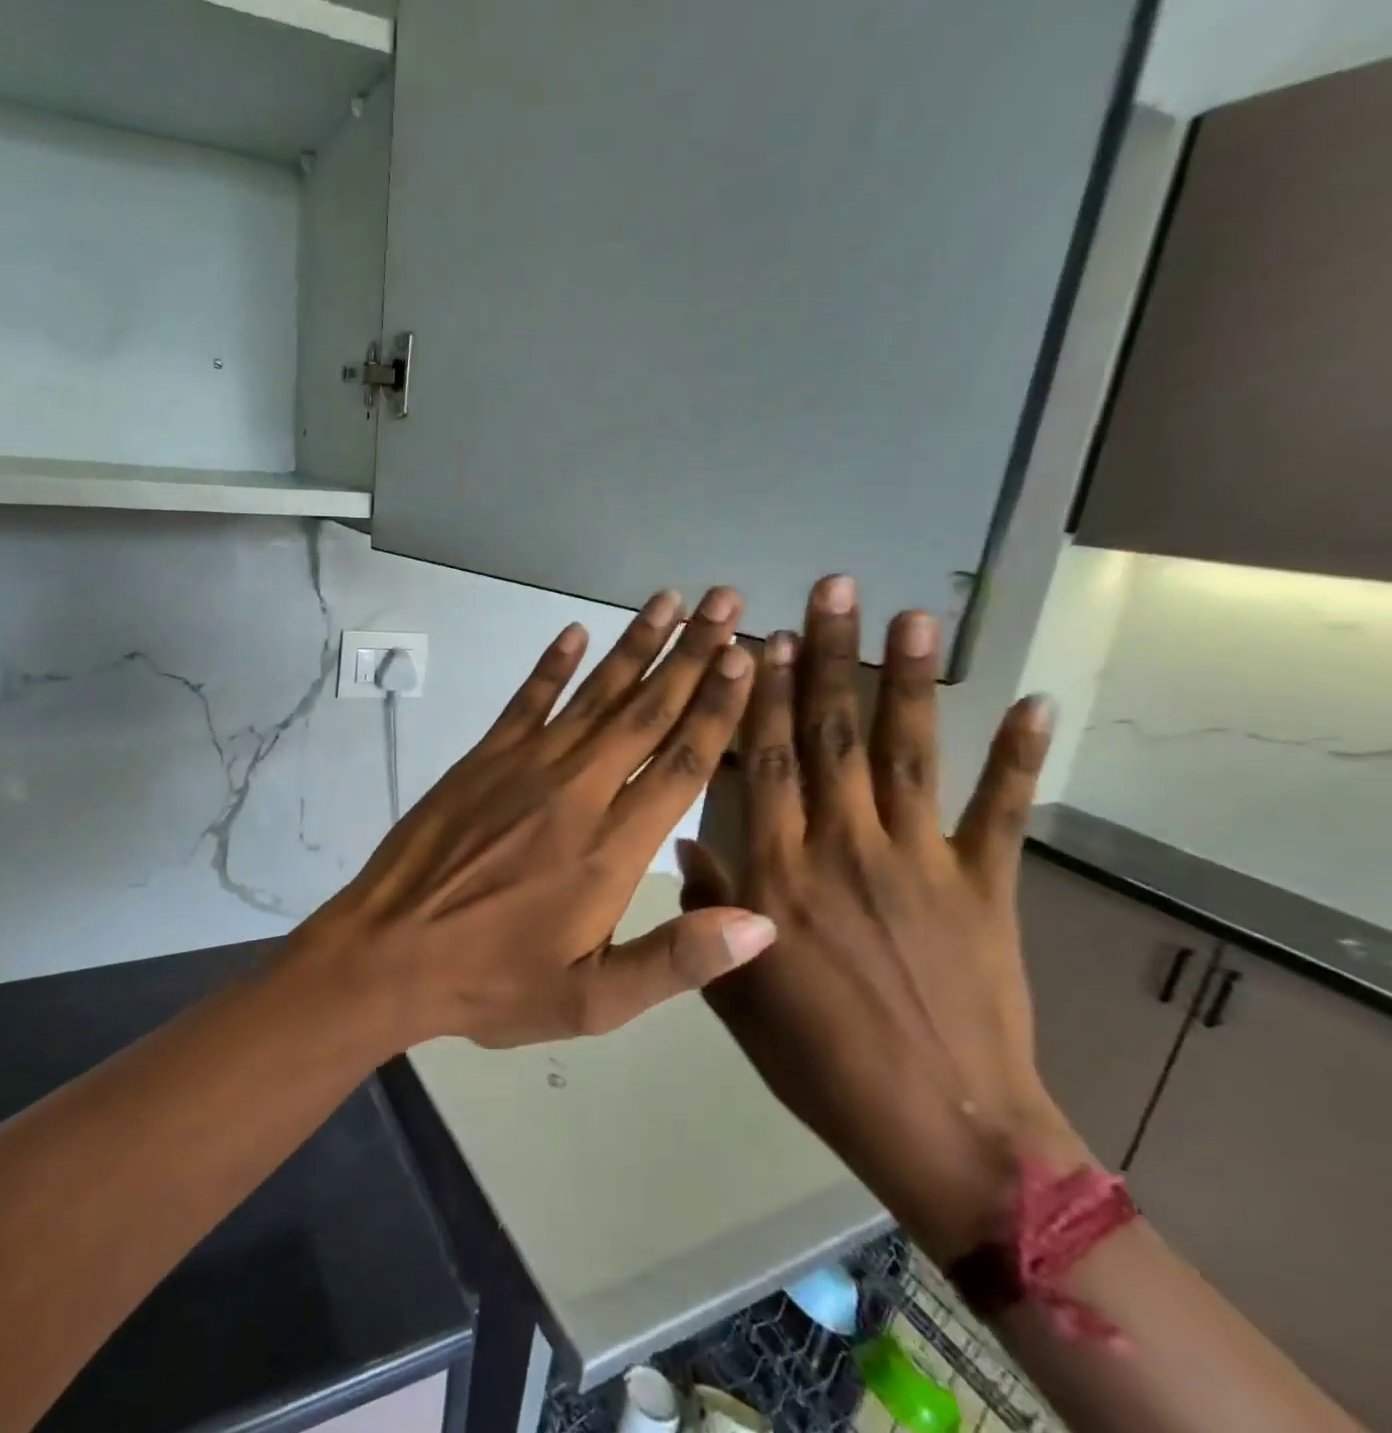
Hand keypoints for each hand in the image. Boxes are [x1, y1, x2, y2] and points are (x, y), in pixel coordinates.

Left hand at [296, 587, 777, 1053]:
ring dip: (635, 645)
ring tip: (670, 600)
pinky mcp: (482, 759)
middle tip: (727, 602)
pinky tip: (574, 630)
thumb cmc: (493, 981)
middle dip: (692, 655)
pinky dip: (551, 664)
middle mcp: (576, 791)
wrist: (390, 952)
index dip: (718, 708)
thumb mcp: (590, 1001)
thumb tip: (762, 921)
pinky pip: (525, 700)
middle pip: (646, 712)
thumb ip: (676, 960)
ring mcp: (524, 766)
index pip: (683, 763)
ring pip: (594, 695)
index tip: (744, 658)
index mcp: (612, 848)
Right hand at [680, 575, 1089, 1261]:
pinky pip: (999, 812)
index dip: (758, 696)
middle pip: (829, 736)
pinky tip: (1030, 703)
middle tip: (829, 589)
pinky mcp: (984, 885)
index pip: (764, 763)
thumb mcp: (735, 992)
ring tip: (911, 615)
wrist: (937, 1124)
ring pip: (905, 753)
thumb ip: (710, 907)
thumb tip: (683, 841)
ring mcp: (919, 860)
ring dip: (907, 680)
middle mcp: (842, 847)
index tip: (759, 639)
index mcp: (778, 872)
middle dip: (825, 658)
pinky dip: (1018, 757)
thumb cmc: (816, 1058)